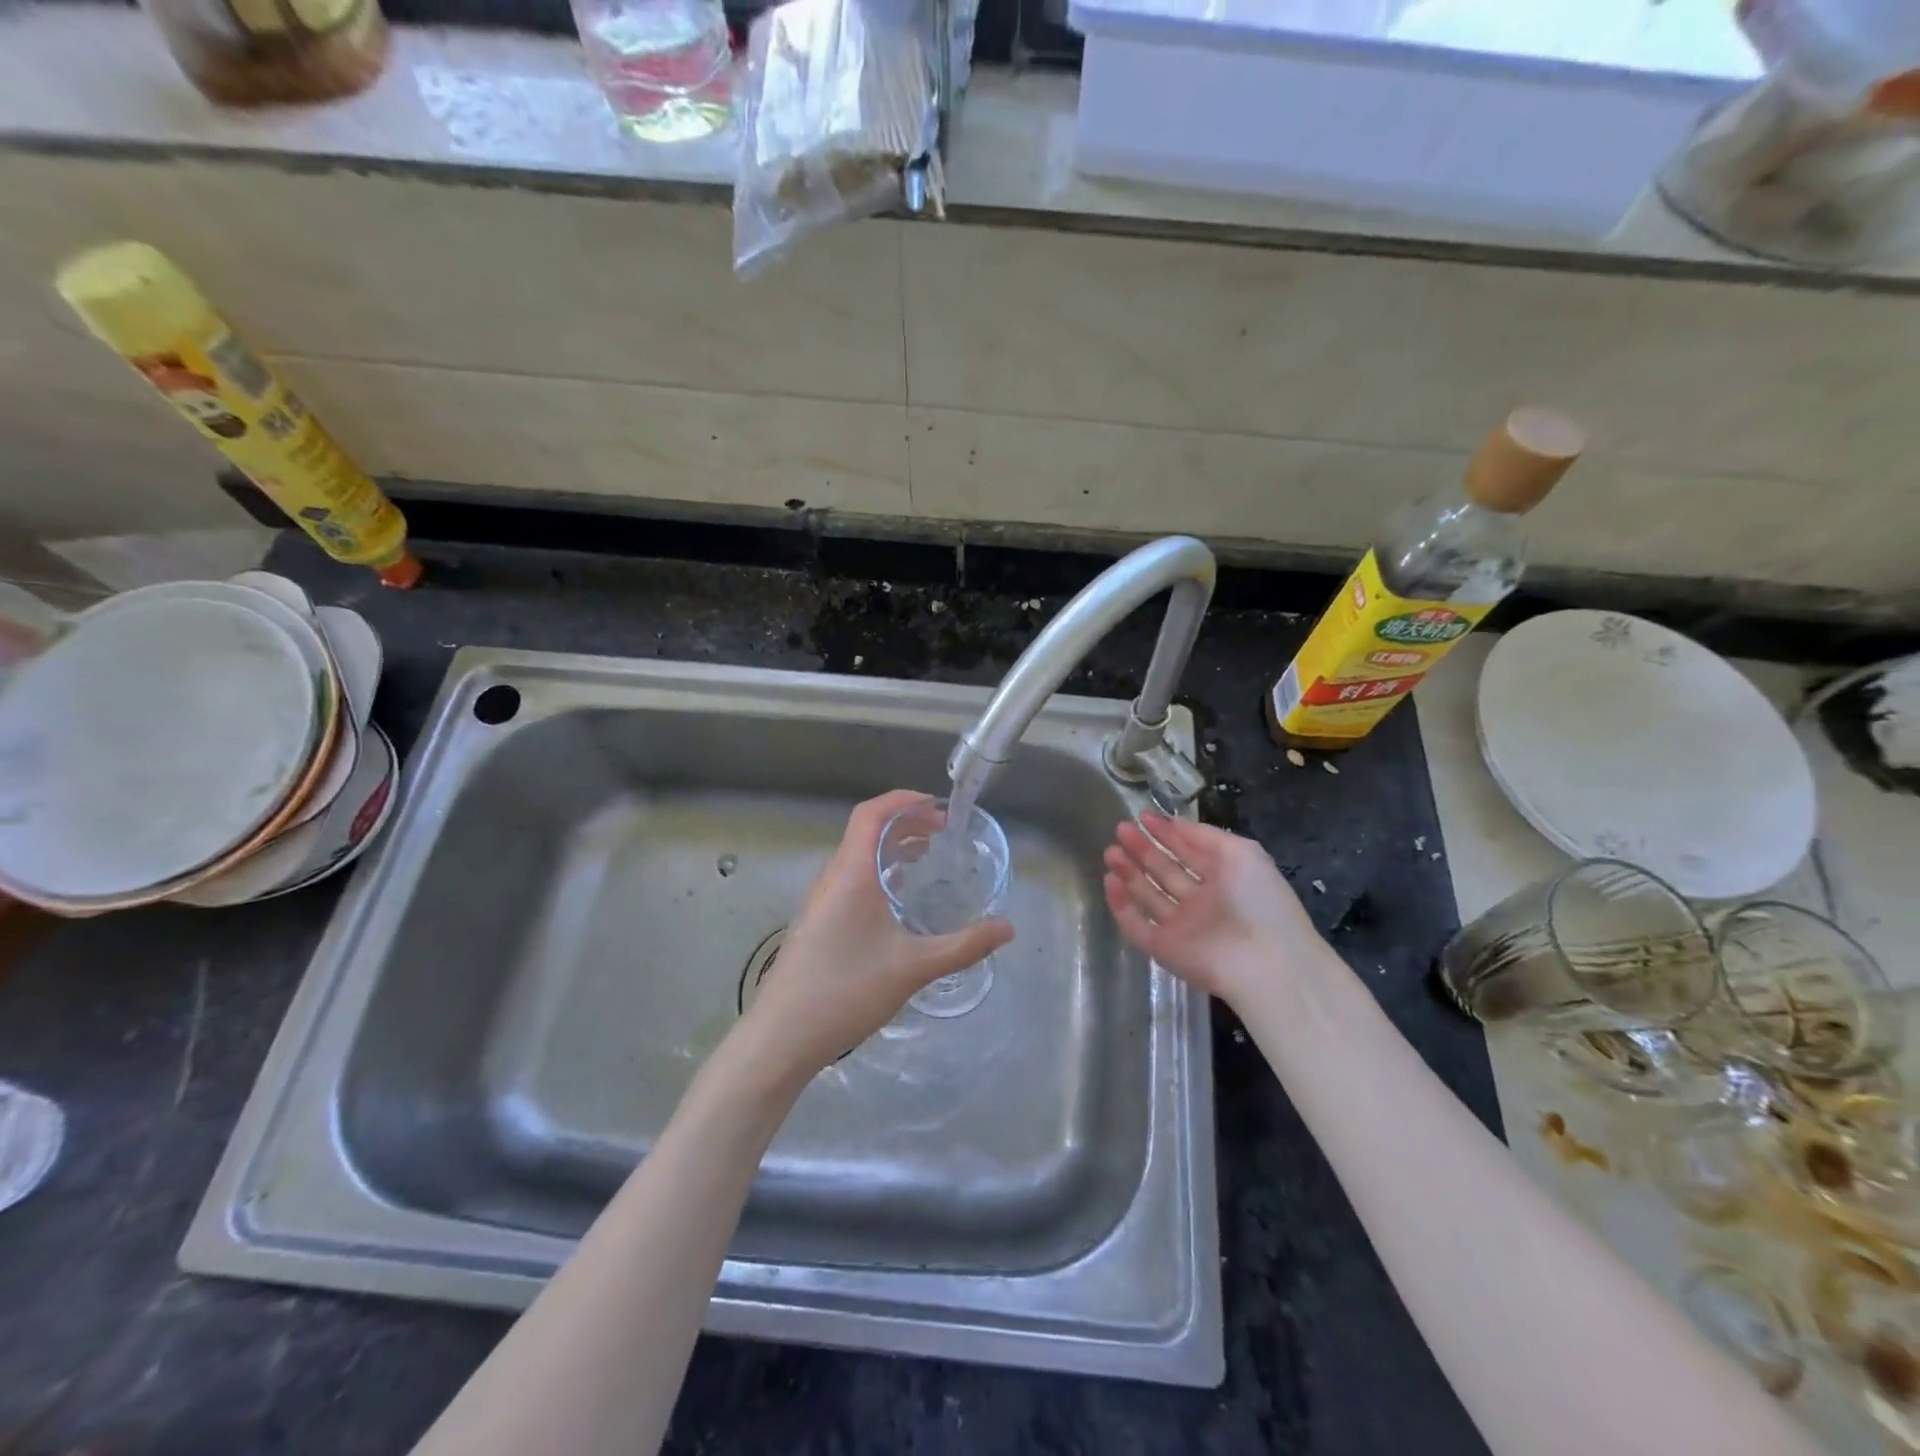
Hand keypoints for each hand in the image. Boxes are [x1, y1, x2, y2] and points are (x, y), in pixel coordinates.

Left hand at [738, 790, 1013, 1081]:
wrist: (781, 1037)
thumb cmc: (846, 990)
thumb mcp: (913, 967)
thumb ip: (963, 946)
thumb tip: (1007, 928)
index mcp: (851, 873)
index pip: (872, 813)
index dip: (903, 800)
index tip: (937, 806)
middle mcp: (832, 878)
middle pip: (866, 832)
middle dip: (905, 824)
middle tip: (943, 834)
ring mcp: (820, 902)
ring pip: (857, 857)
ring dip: (890, 849)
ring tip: (925, 858)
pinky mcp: (816, 924)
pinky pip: (850, 881)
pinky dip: (877, 873)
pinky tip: (897, 902)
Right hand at [1103, 813, 1320, 1005]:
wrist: (1267, 964)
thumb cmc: (1260, 901)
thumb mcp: (1242, 853)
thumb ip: (1204, 835)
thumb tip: (1171, 822)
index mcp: (1223, 879)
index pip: (1189, 852)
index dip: (1167, 833)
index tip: (1143, 816)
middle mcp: (1200, 902)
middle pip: (1165, 871)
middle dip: (1143, 849)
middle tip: (1121, 830)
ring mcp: (1181, 926)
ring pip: (1148, 896)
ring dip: (1128, 873)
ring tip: (1110, 851)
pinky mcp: (1164, 949)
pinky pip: (1136, 925)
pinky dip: (1121, 905)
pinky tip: (1110, 881)